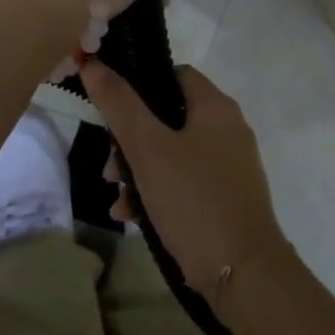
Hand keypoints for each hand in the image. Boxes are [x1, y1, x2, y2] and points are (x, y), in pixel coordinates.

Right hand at [81, 62, 289, 299]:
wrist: (243, 272)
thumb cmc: (194, 199)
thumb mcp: (148, 149)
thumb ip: (119, 105)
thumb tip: (92, 62)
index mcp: (216, 108)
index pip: (174, 75)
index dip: (139, 85)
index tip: (110, 109)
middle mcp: (228, 130)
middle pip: (168, 117)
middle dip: (131, 140)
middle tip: (110, 165)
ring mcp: (229, 166)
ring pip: (172, 153)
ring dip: (139, 170)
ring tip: (117, 196)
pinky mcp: (226, 197)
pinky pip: (184, 182)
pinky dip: (158, 192)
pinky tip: (132, 216)